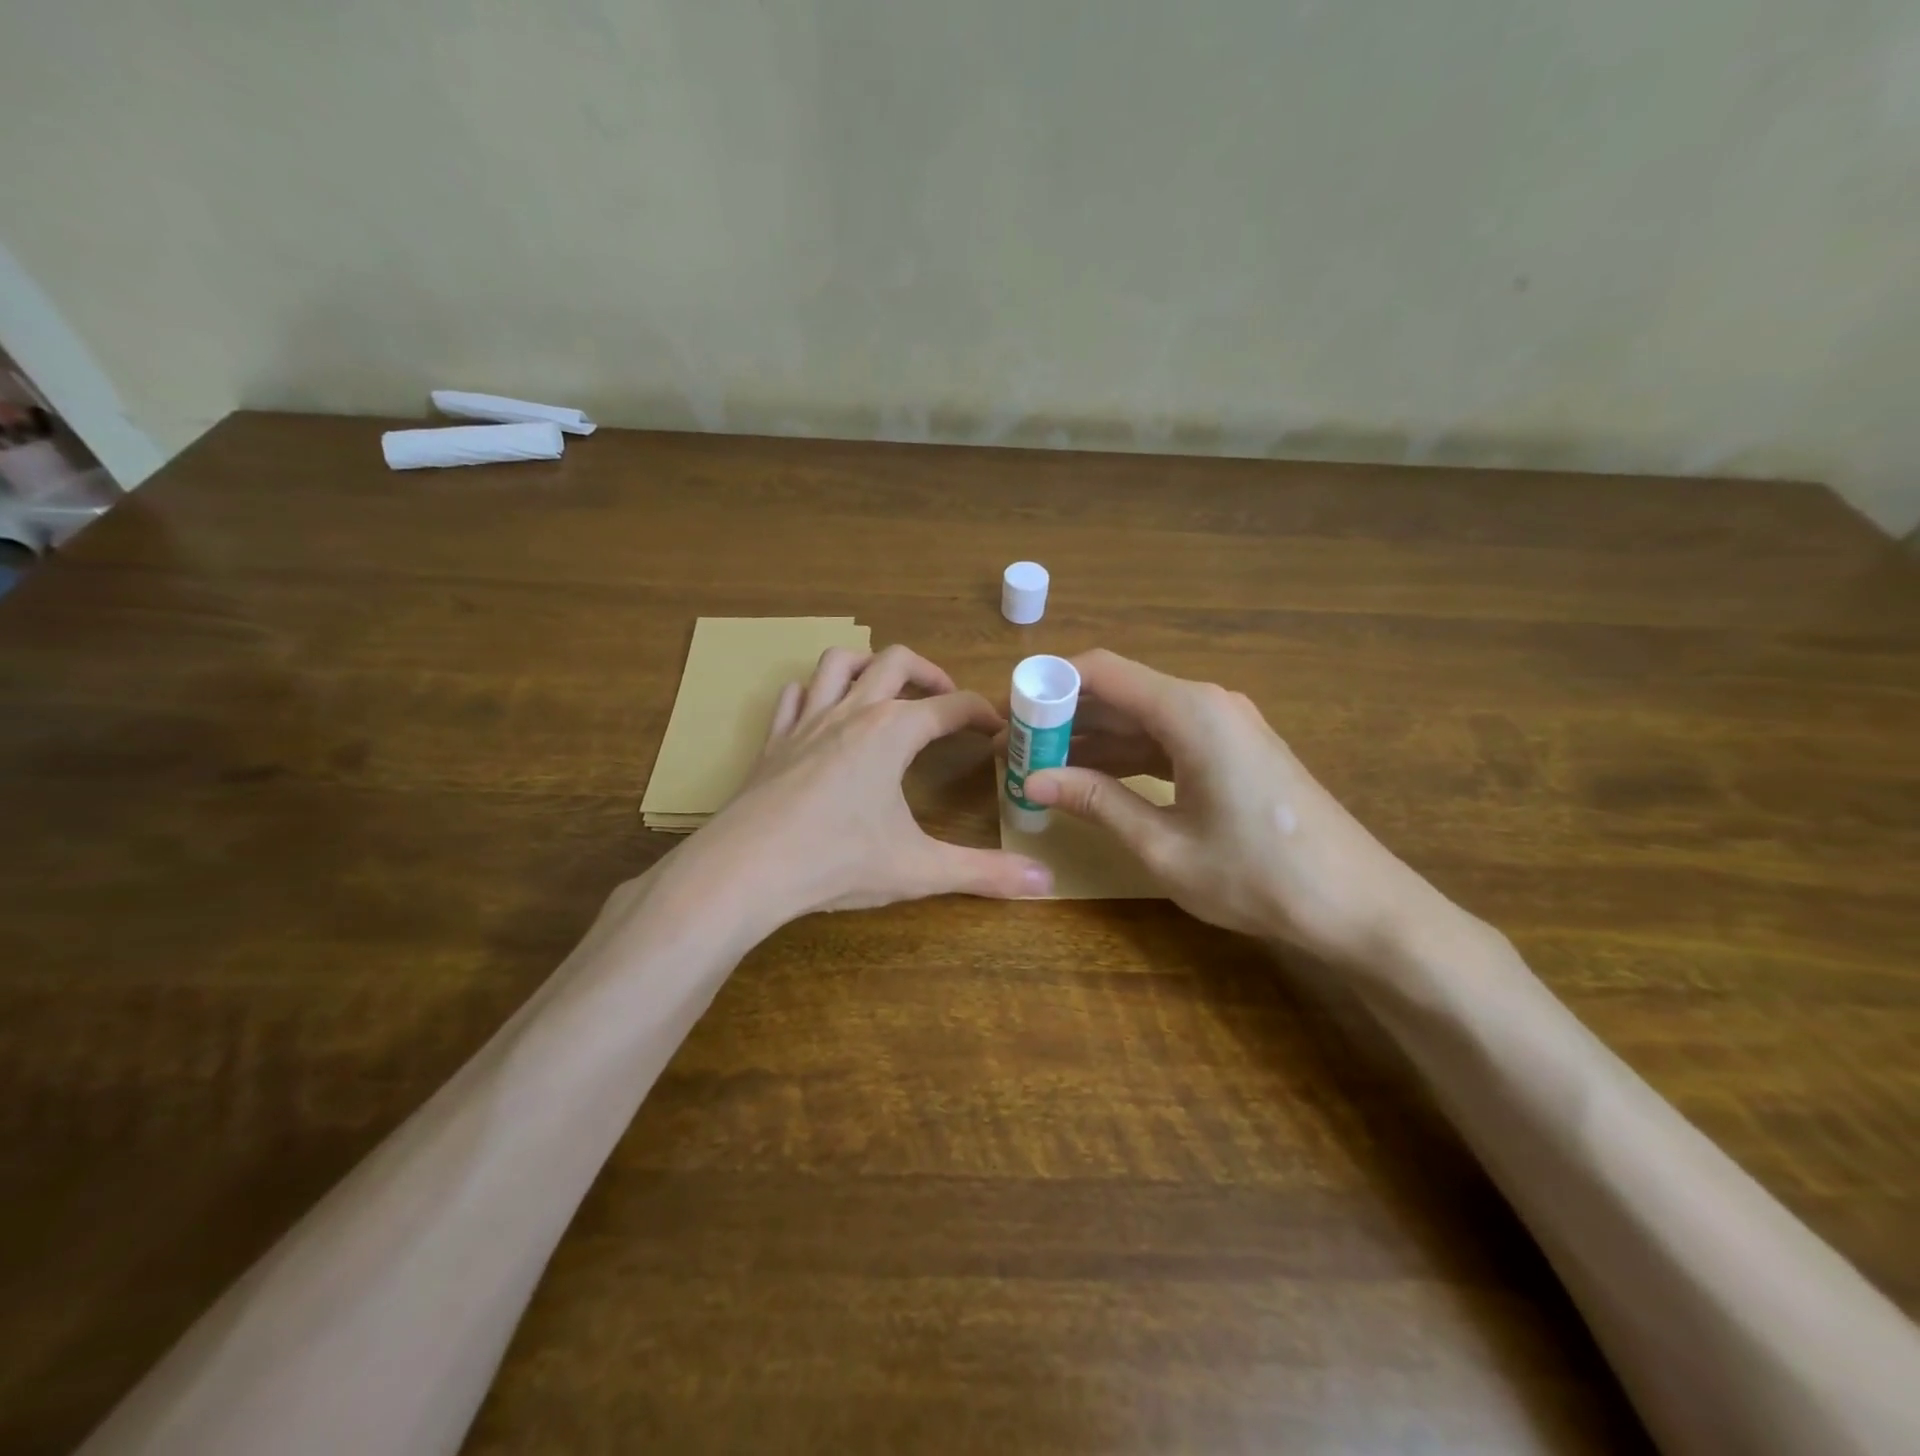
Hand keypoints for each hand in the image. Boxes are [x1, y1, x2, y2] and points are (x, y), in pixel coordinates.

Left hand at [676, 644, 1051, 929]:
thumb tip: (1047, 880)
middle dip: (930, 673)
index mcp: (893, 732)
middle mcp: (853, 712)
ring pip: (840, 663)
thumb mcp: (919, 869)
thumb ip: (985, 873)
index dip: (981, 713)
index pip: (952, 706)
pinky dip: (816, 692)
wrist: (745, 869)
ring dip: (870, 665)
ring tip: (887, 689)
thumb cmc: (837, 861)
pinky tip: (823, 711)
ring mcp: (807, 721)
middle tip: (947, 700)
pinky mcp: (774, 740)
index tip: (997, 728)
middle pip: (897, 661)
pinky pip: (795, 695)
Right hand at [1021, 650, 1434, 963]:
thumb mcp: (1164, 845)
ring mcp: (1225, 724)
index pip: (1101, 671)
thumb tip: (1032, 781)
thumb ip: (1097, 802)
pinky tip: (1092, 778)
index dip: (1048, 685)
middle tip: (1016, 750)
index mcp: (1190, 711)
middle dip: (1064, 717)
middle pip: (1119, 691)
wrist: (1360, 904)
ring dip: (1092, 738)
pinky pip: (1166, 738)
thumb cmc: (1259, 876)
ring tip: (1040, 767)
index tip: (1008, 713)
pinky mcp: (1234, 749)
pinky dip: (1126, 754)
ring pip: (1140, 716)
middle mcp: (1207, 702)